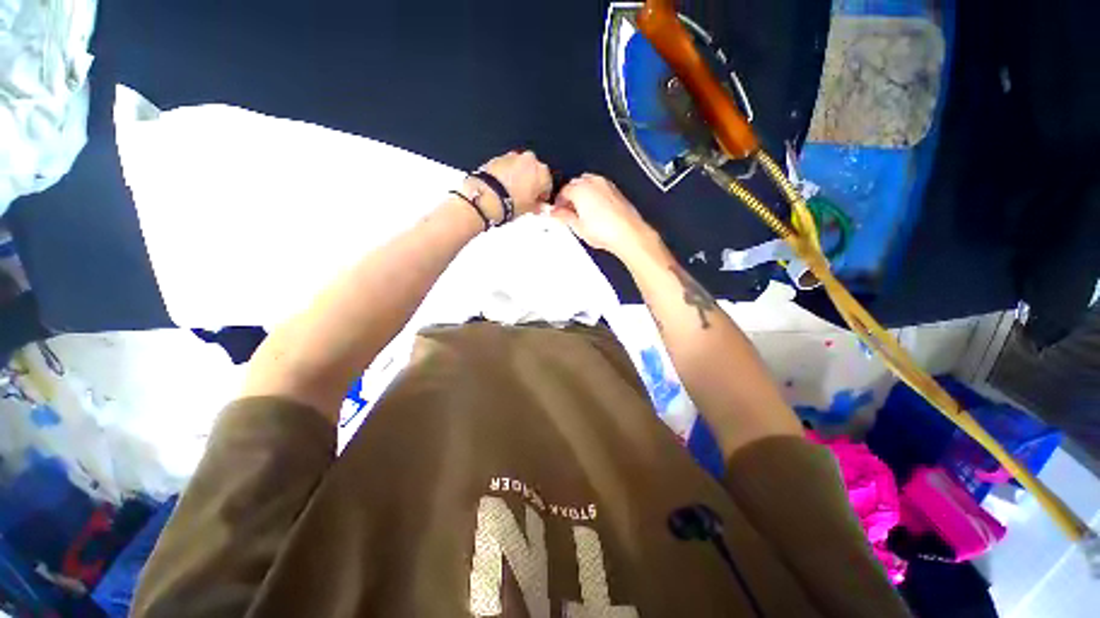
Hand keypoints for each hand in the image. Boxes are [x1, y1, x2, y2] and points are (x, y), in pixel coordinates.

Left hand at [466, 150, 552, 222]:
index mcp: (542, 172)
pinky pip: (508, 165)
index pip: (548, 183)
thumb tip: (536, 205)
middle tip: (526, 196)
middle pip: (535, 171)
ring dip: (520, 176)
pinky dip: (508, 173)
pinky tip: (504, 185)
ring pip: (521, 166)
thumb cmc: (512, 202)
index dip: (543, 194)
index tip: (539, 201)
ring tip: (513, 191)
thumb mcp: (529, 209)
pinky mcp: (499, 157)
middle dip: (532, 182)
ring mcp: (514, 156)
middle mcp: (530, 160)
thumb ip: (536, 205)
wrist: (489, 196)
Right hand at [551, 173, 659, 260]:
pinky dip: (594, 196)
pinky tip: (595, 211)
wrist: (628, 233)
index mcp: (580, 189)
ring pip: (588, 184)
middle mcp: (593, 183)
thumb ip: (564, 217)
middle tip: (567, 211)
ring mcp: (606, 185)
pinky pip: (600, 188)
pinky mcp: (616, 191)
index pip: (563, 191)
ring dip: (582, 194)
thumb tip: (557, 213)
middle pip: (575, 184)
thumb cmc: (606, 230)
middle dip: (570, 196)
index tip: (557, 211)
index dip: (558, 202)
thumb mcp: (578, 227)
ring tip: (581, 212)